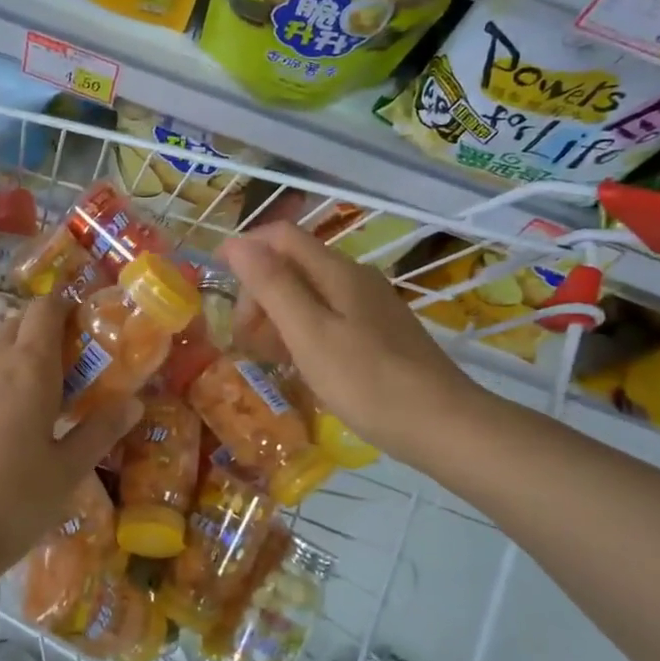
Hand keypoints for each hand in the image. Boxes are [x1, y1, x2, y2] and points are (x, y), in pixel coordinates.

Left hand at [0, 297, 139, 586]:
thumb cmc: (9, 503)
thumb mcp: (66, 472)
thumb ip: (100, 431)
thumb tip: (134, 403)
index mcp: (28, 367)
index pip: (45, 309)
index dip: (64, 310)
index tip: (81, 332)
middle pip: (15, 322)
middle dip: (39, 332)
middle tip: (61, 370)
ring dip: (7, 353)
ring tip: (24, 395)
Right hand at [219, 222, 486, 468]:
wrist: (442, 424)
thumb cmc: (367, 380)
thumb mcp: (309, 333)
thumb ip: (273, 286)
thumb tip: (237, 243)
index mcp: (337, 270)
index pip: (280, 236)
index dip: (244, 249)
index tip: (216, 283)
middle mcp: (354, 277)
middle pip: (292, 264)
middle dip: (259, 292)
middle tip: (244, 338)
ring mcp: (370, 304)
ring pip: (309, 292)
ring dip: (277, 314)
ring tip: (265, 355)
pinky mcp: (378, 331)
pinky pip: (327, 316)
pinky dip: (302, 330)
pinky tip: (300, 363)